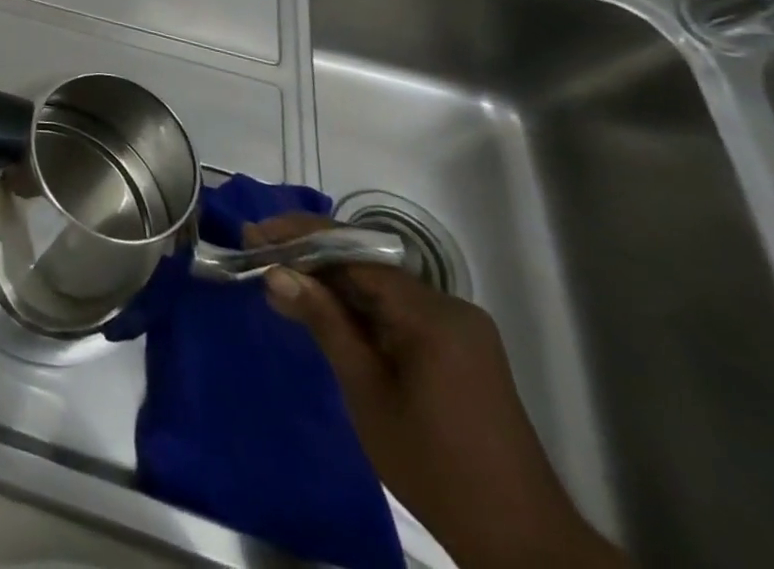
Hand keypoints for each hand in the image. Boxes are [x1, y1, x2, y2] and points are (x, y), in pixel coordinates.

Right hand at [250, 213, 626, 568]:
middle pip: (366, 265)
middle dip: (309, 258)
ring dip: (330, 284)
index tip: (252, 235)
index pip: (353, 252)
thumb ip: (323, 322)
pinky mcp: (457, 349)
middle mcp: (449, 307)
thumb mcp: (366, 390)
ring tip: (278, 284)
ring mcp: (457, 328)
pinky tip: (321, 312)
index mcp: (432, 313)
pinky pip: (396, 310)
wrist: (521, 543)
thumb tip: (276, 272)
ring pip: (379, 287)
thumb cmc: (434, 464)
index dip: (298, 238)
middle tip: (257, 257)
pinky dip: (356, 308)